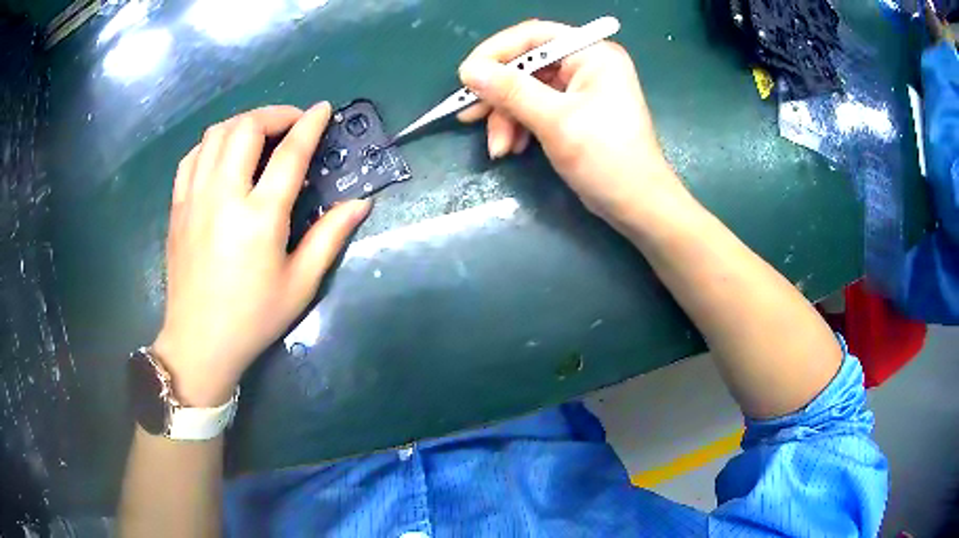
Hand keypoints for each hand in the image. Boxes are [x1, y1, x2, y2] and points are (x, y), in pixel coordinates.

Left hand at [153, 104, 370, 406]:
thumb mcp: (301, 284)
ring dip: (243, 123)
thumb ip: (330, 236)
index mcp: (259, 217)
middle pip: (246, 128)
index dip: (310, 124)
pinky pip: (192, 156)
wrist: (199, 342)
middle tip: (292, 123)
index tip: (323, 109)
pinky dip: (212, 144)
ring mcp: (195, 198)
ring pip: (216, 134)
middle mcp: (223, 196)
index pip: (289, 153)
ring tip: (260, 134)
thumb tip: (361, 202)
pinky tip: (223, 155)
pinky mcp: (178, 206)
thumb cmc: (253, 318)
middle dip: (275, 114)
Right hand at [458, 20, 685, 223]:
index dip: (496, 52)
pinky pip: (535, 108)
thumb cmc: (606, 158)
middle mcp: (586, 64)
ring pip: (526, 90)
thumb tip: (469, 71)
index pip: (534, 36)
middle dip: (499, 95)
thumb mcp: (556, 121)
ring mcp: (580, 89)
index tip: (467, 76)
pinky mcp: (573, 112)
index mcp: (592, 54)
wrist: (637, 206)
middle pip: (527, 66)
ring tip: (498, 148)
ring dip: (506, 117)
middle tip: (470, 116)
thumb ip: (511, 91)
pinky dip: (519, 126)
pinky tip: (512, 148)